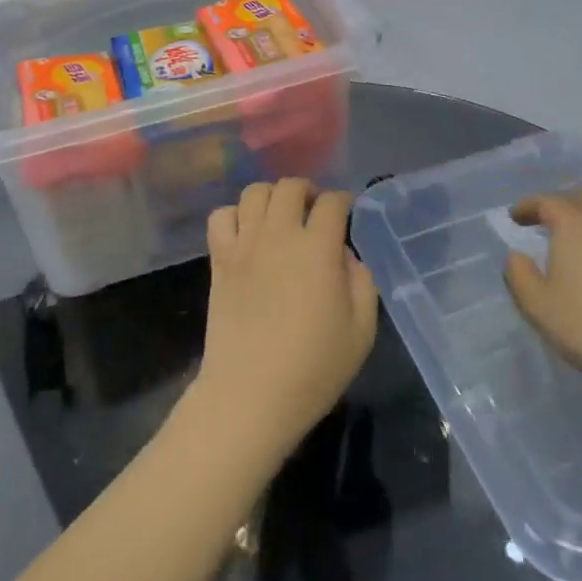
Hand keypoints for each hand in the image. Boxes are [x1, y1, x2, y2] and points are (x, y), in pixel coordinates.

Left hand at [190, 179, 378, 462]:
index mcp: (318, 248)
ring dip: (272, 197)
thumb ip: (362, 282)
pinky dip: (235, 215)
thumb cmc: (313, 368)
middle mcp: (279, 234)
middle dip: (308, 192)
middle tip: (314, 213)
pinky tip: (246, 234)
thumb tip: (346, 255)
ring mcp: (245, 243)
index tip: (346, 214)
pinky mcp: (219, 258)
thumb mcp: (361, 331)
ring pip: (255, 192)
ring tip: (280, 218)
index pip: (332, 202)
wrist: (250, 394)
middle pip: (291, 186)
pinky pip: (221, 216)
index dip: (343, 202)